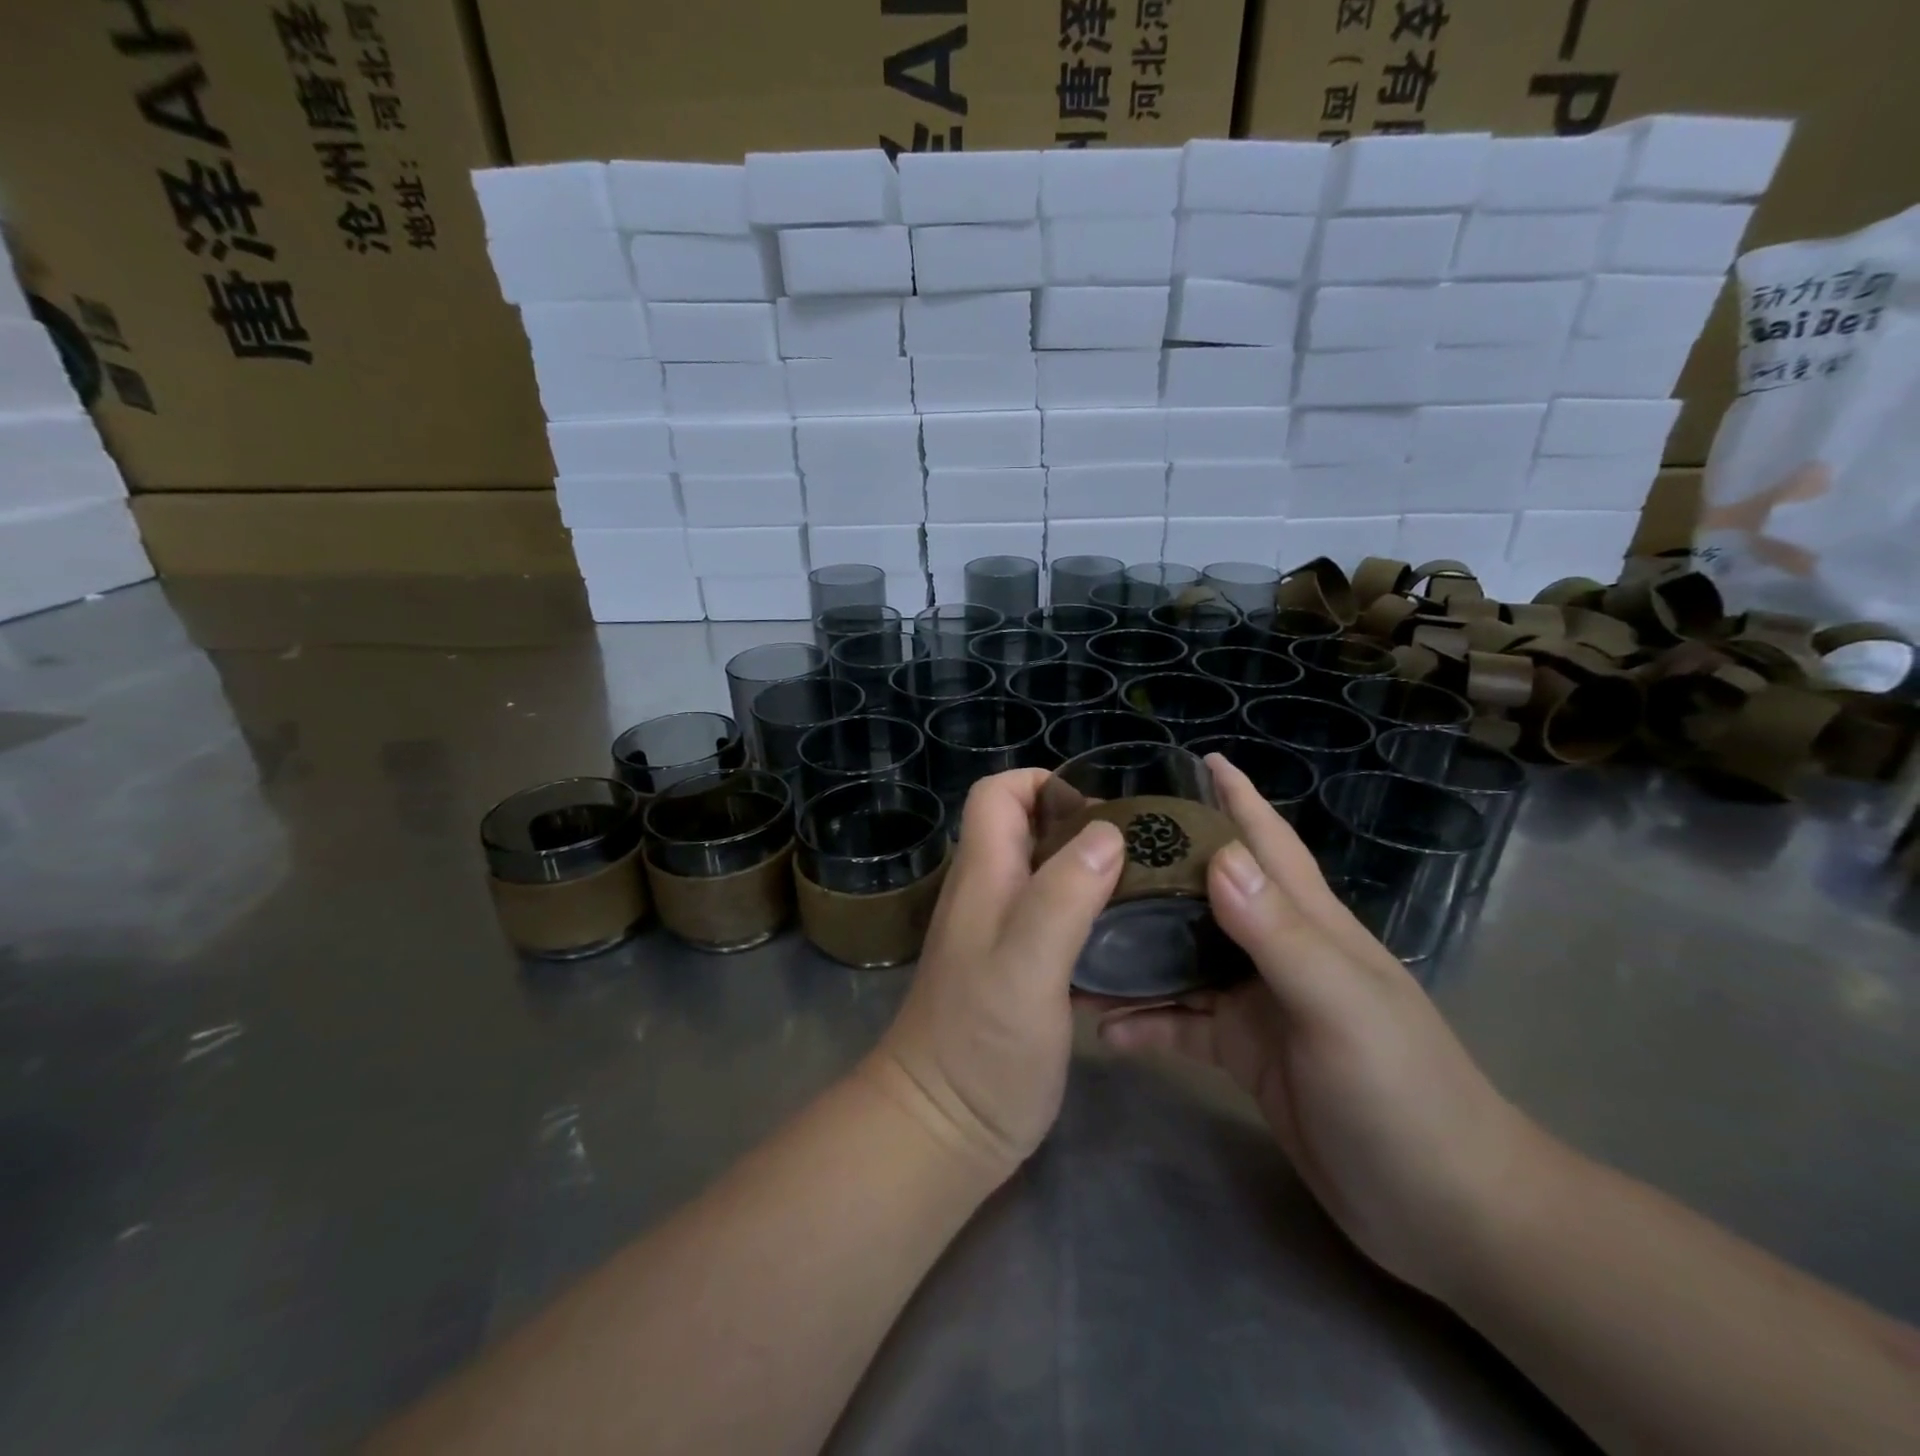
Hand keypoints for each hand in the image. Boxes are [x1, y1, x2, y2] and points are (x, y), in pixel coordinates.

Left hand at [871, 769, 1124, 1180]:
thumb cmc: (980, 1045)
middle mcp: (989, 894)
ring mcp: (1002, 933)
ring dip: (1092, 869)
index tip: (1101, 810)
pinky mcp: (1020, 970)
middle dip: (1082, 824)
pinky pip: (1058, 919)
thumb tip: (1107, 831)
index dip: (1044, 784)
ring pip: (1047, 873)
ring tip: (1150, 887)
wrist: (942, 1129)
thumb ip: (1062, 895)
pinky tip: (1131, 938)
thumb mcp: (1026, 965)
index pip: (998, 794)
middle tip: (1144, 850)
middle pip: (1028, 828)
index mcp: (984, 876)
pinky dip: (1090, 914)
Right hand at [1095, 756, 1545, 1299]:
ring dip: (1134, 948)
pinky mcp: (1242, 1051)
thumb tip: (1220, 856)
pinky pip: (1180, 1021)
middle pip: (1204, 890)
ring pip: (1180, 956)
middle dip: (1155, 863)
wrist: (1446, 1214)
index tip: (1186, 759)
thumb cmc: (1405, 1094)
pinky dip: (1144, 1020)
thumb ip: (1280, 933)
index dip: (1231, 795)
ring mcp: (1257, 1001)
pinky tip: (1104, 1028)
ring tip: (1074, 937)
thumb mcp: (1341, 1007)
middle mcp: (1276, 949)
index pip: (1264, 839)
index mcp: (1308, 921)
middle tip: (1089, 847)